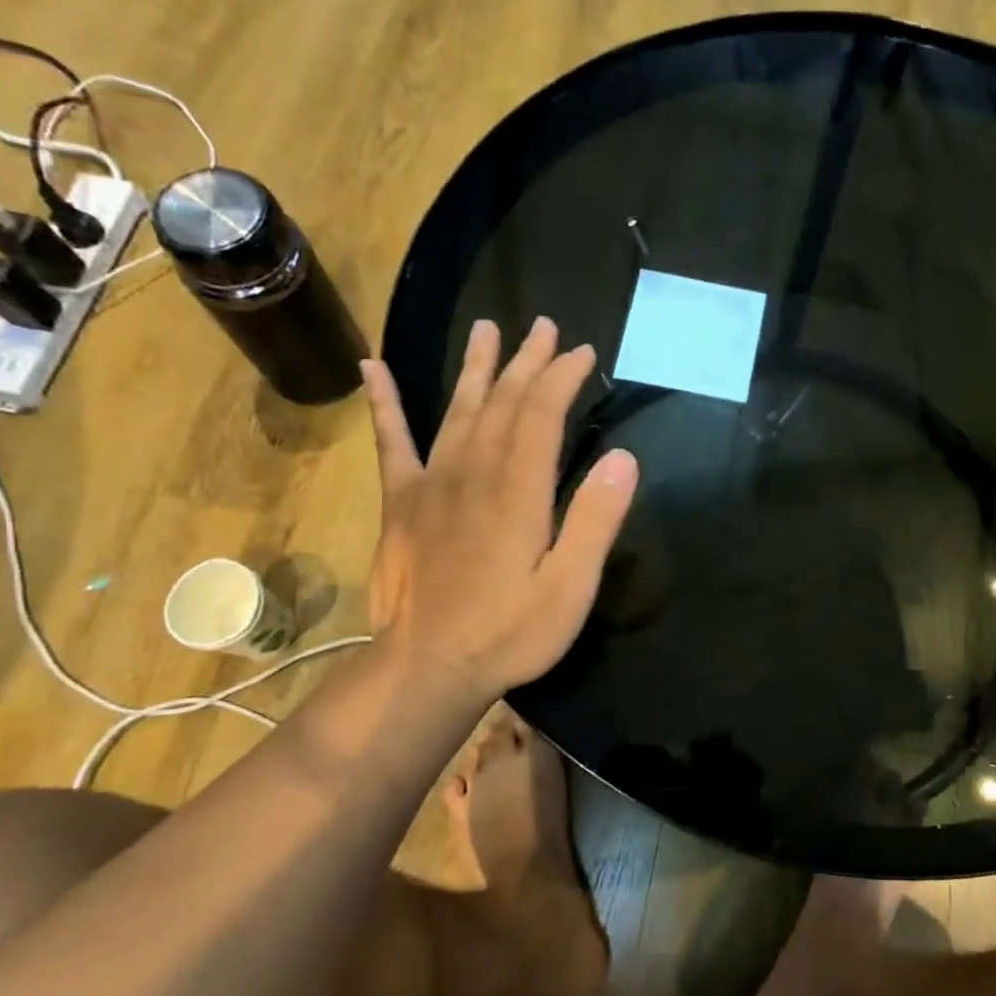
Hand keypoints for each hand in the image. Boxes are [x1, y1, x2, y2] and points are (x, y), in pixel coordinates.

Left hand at [361, 317, 637, 699]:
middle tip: (546, 327)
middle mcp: (473, 473)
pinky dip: (384, 404)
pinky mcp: (401, 504)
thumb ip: (595, 521)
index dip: (563, 377)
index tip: (584, 352)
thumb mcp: (570, 587)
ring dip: (476, 368)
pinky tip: (372, 368)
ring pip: (457, 411)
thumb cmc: (509, 633)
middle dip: (528, 361)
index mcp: (518, 491)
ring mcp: (431, 485)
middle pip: (503, 402)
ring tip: (488, 329)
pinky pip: (391, 443)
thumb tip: (624, 458)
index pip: (542, 414)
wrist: (427, 668)